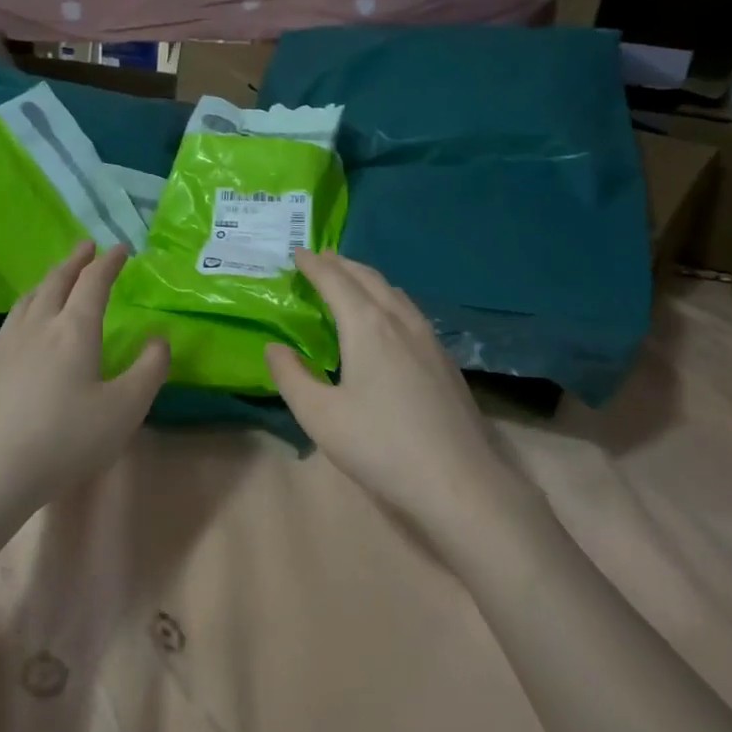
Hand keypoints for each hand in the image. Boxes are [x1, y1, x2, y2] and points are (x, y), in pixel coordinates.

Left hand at [0, 241, 168, 516]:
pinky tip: (24, 323)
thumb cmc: (68, 439)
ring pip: (28, 299)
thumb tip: (159, 339)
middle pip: (56, 282)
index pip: (93, 283)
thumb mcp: (125, 408)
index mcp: (74, 330)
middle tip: (86, 247)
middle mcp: (37, 325)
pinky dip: (26, 307)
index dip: (109, 263)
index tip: (120, 249)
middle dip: (74, 261)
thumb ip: (150, 369)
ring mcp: (5, 343)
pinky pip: (10, 321)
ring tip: (57, 279)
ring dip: (48, 281)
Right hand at [266, 249, 519, 529]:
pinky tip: (389, 320)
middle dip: (343, 265)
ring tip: (352, 281)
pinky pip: (411, 313)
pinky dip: (389, 301)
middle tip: (321, 258)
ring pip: (396, 294)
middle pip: (370, 280)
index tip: (299, 251)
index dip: (315, 265)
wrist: (456, 479)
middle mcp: (401, 322)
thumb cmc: (379, 445)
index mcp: (368, 327)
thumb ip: (291, 376)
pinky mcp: (445, 361)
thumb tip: (274, 347)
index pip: (336, 282)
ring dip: (369, 280)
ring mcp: (430, 340)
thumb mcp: (319, 415)